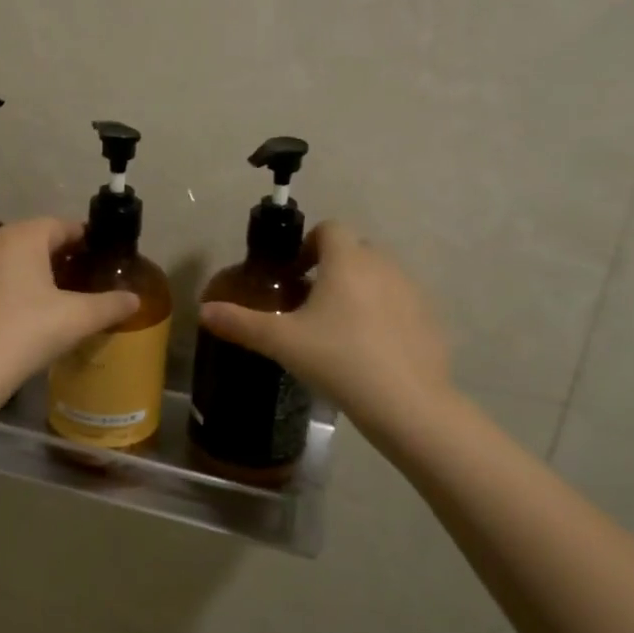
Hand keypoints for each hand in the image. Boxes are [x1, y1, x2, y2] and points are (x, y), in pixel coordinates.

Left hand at [0, 217, 139, 387]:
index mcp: (23, 236)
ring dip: (38, 270)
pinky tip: (30, 311)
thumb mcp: (77, 318)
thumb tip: (135, 300)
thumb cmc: (27, 331)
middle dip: (63, 255)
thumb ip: (110, 305)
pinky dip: (16, 285)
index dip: (87, 239)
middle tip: (87, 277)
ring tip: (62, 295)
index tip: (104, 258)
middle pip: (37, 239)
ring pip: (15, 258)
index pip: (62, 225)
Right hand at [198, 221, 452, 433]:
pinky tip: (370, 350)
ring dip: (358, 290)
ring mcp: (413, 292)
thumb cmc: (338, 360)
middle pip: (355, 250)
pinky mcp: (430, 320)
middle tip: (309, 303)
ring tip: (338, 328)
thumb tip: (203, 311)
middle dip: (332, 267)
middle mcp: (384, 265)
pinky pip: (400, 304)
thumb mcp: (282, 342)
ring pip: (380, 277)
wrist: (407, 404)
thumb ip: (240, 323)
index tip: (292, 275)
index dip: (307, 244)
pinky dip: (383, 315)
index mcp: (348, 260)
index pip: (329, 228)